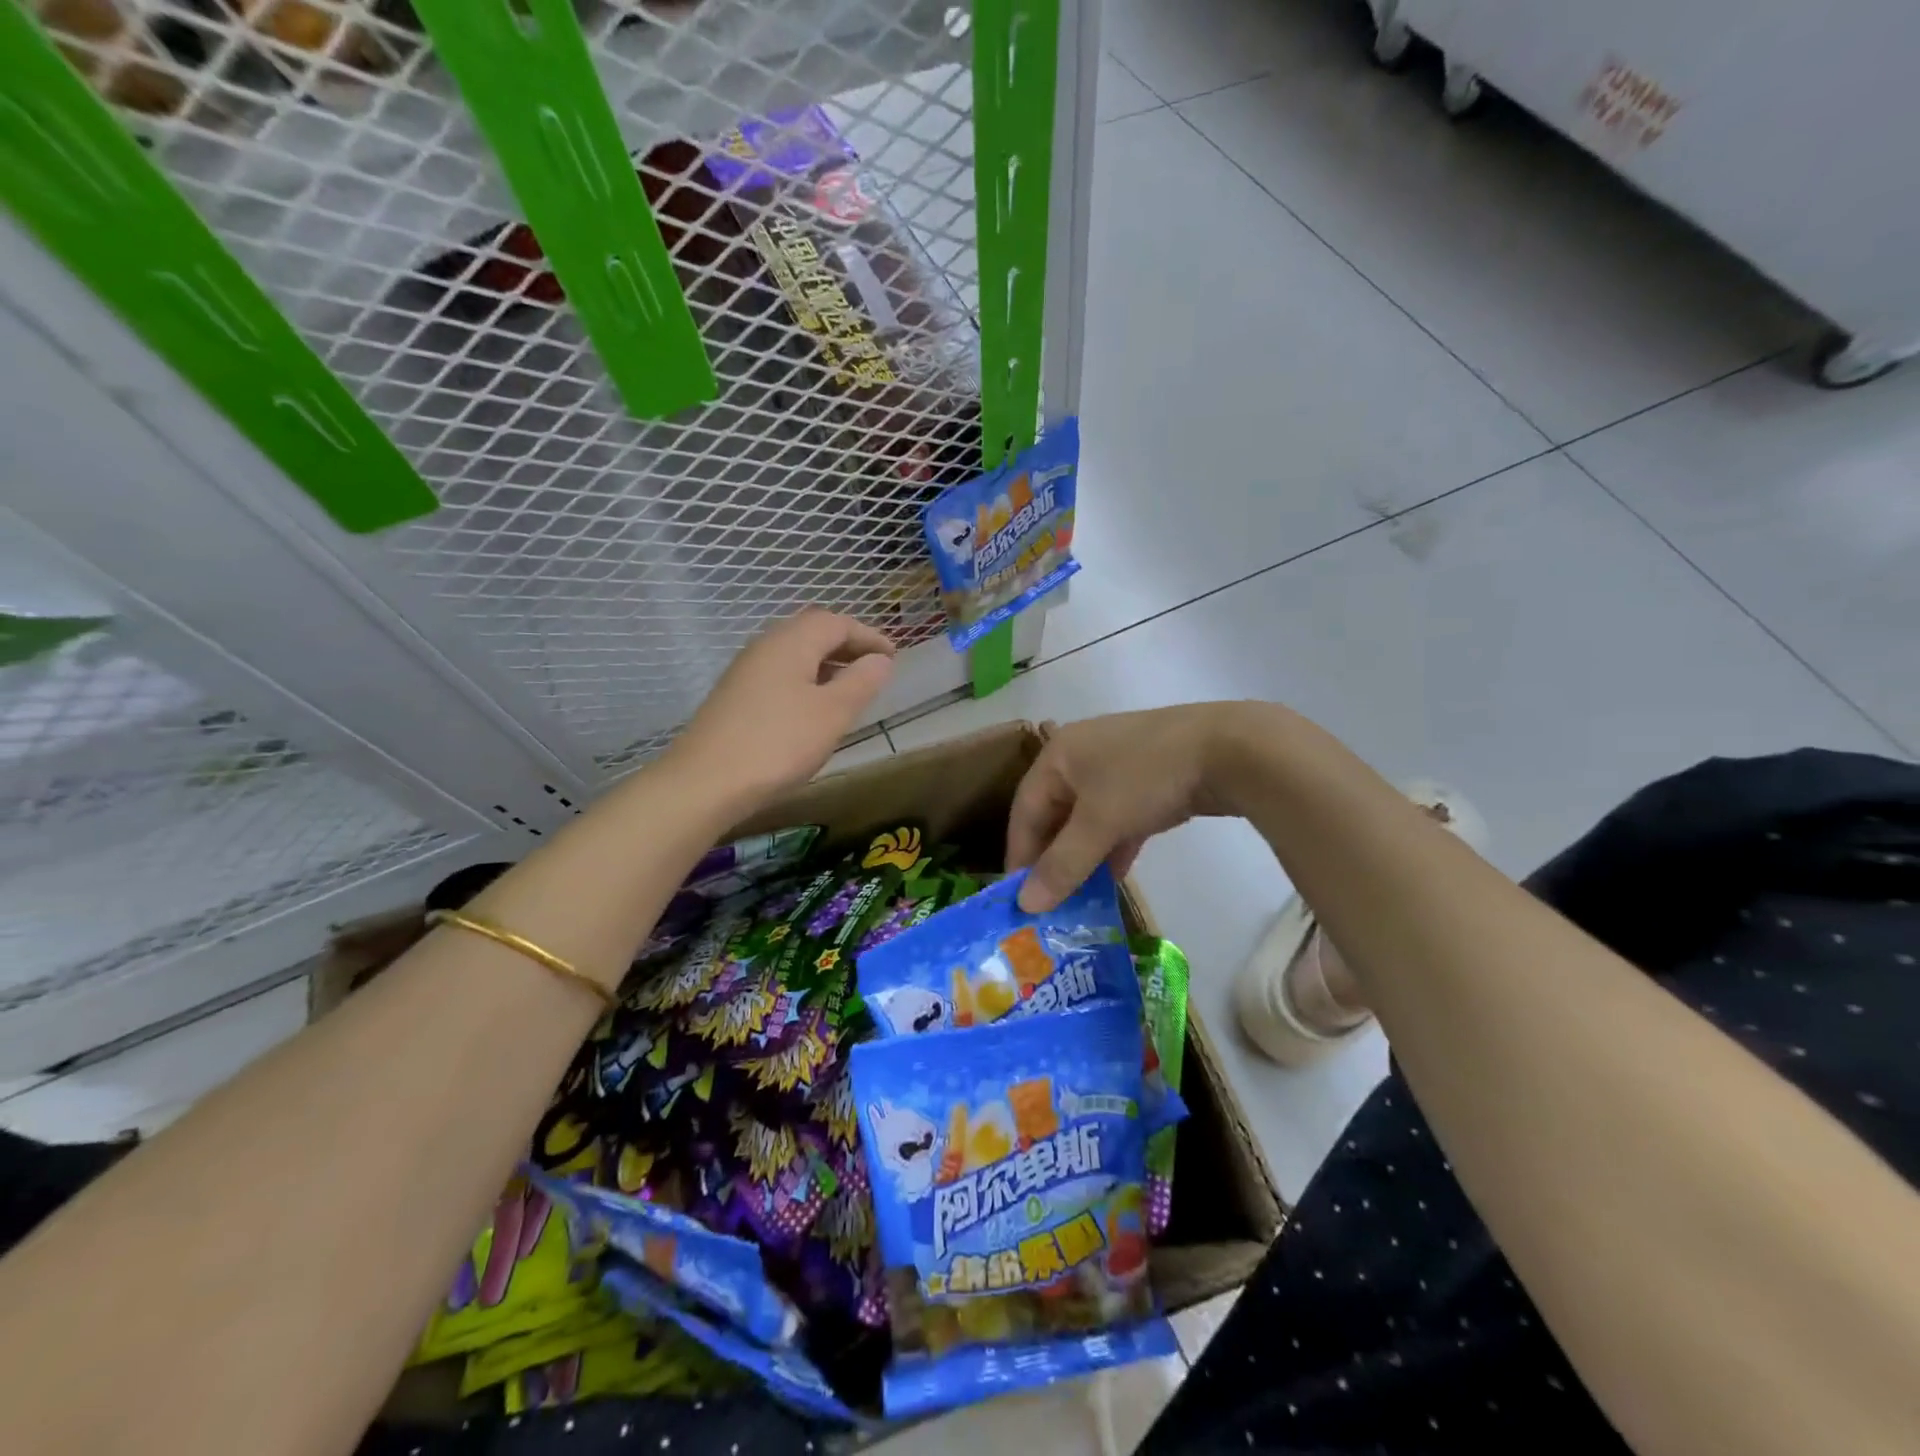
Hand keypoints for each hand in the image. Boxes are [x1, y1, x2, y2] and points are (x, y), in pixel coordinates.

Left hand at [671, 609, 895, 806]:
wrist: (706, 782)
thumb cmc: (779, 743)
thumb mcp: (832, 714)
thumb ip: (861, 682)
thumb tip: (880, 659)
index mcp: (792, 642)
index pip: (837, 623)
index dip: (869, 636)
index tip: (894, 656)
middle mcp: (766, 646)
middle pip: (812, 632)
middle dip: (846, 645)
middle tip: (873, 667)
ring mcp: (746, 671)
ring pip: (794, 653)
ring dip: (826, 663)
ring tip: (850, 688)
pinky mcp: (735, 696)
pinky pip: (780, 674)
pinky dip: (806, 680)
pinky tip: (813, 708)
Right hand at [1007, 704, 1255, 911]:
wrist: (1228, 748)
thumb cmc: (1146, 777)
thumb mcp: (1099, 823)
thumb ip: (1062, 865)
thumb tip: (1026, 904)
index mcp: (1058, 755)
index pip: (1025, 810)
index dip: (1020, 854)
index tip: (1020, 897)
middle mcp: (1081, 756)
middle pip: (1055, 815)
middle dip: (1053, 859)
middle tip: (1050, 902)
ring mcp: (1118, 766)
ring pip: (1088, 820)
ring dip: (1083, 858)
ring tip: (1079, 899)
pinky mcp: (1148, 780)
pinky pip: (1116, 818)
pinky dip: (1112, 847)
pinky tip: (1114, 878)